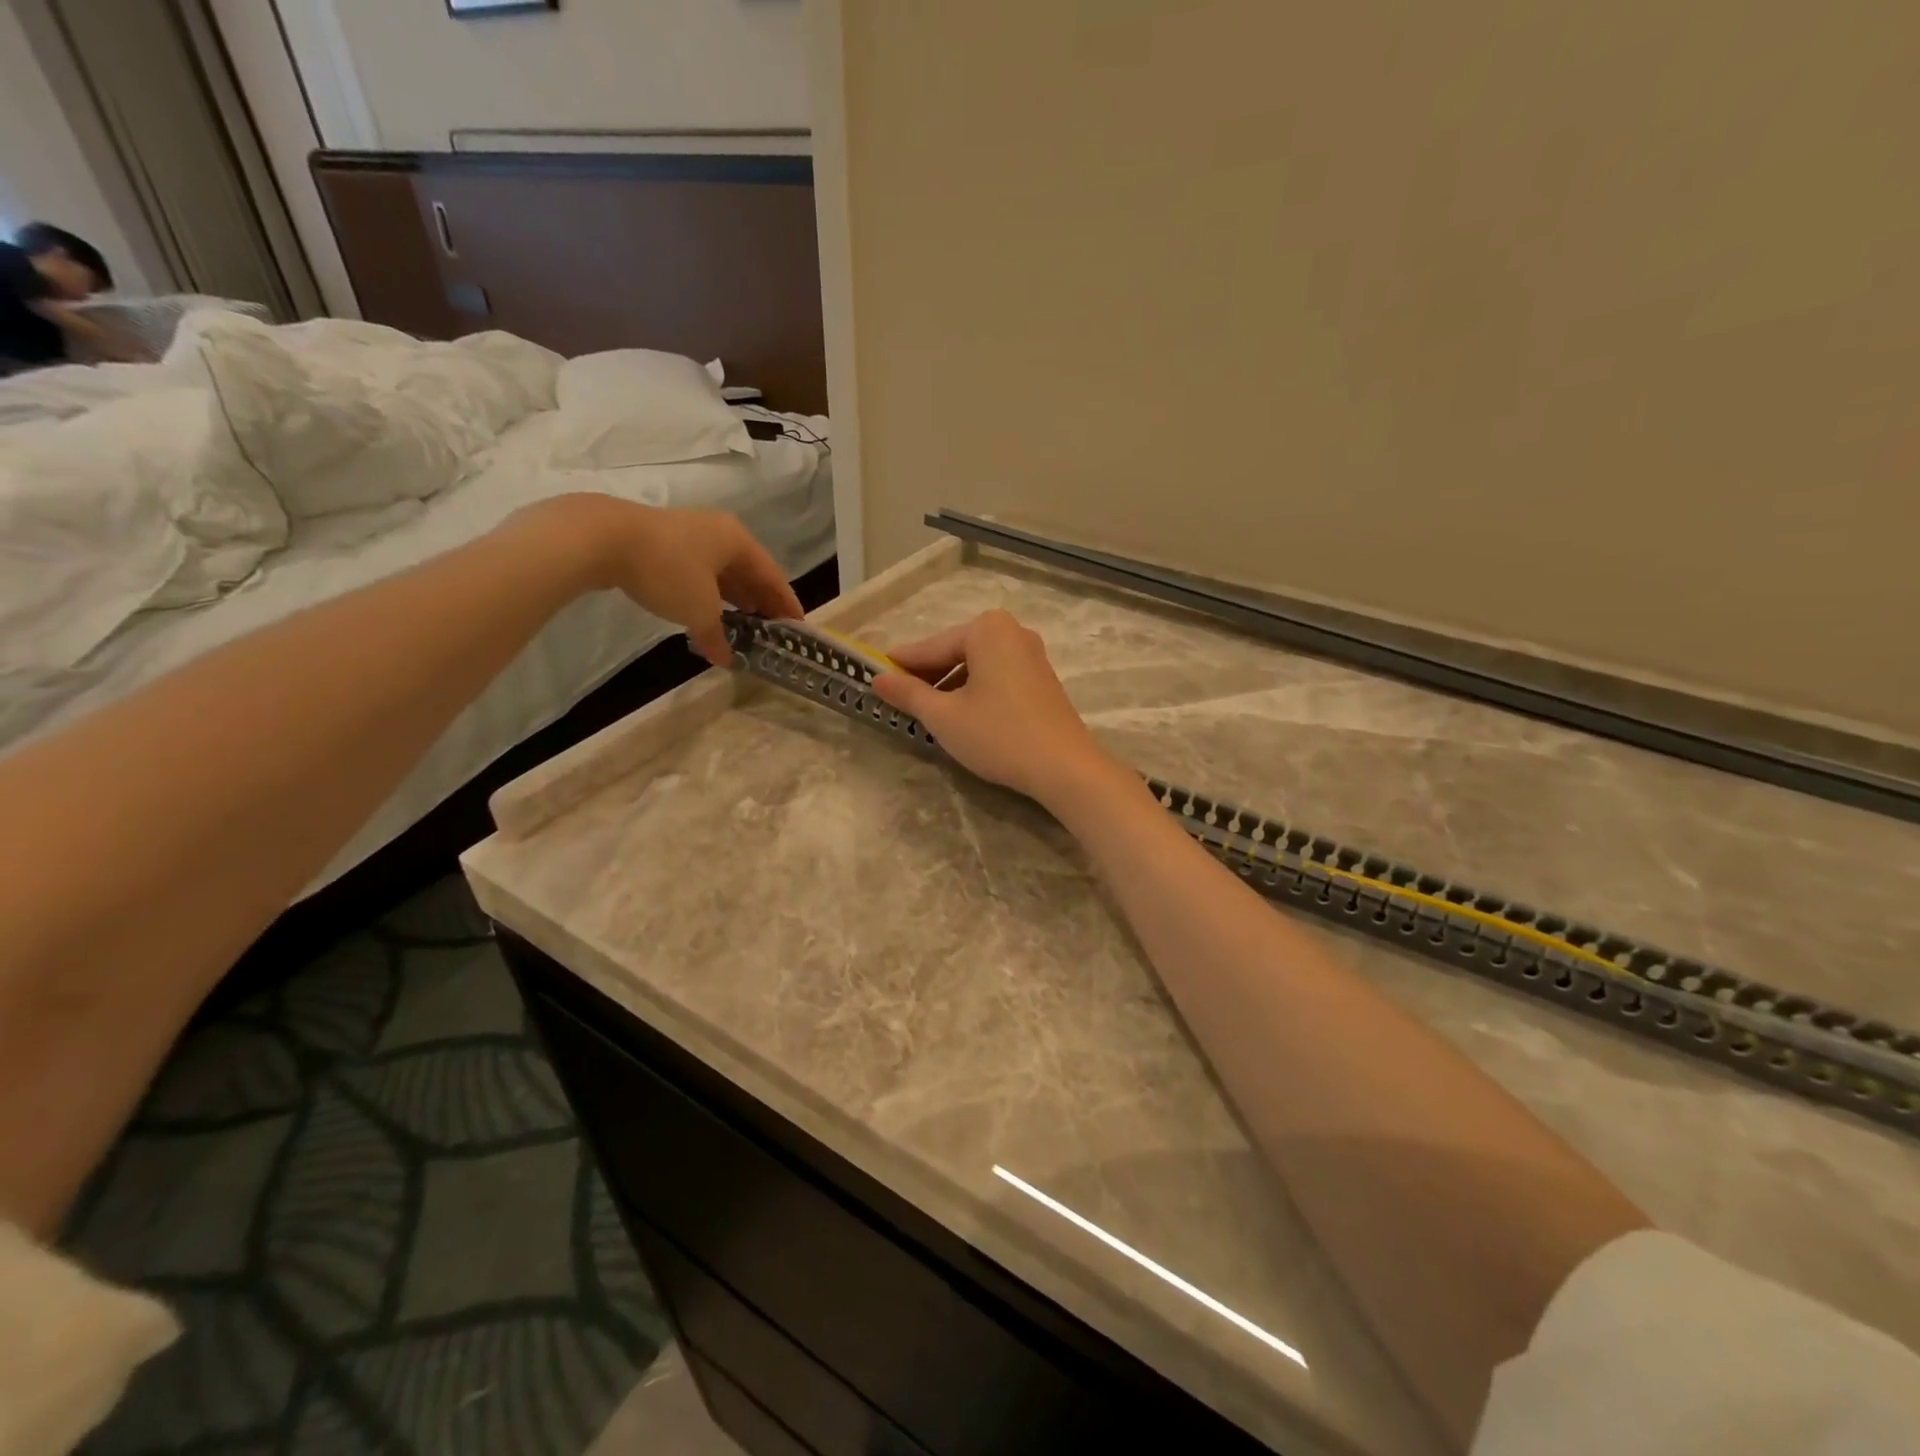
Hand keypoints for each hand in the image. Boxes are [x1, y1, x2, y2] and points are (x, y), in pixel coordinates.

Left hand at [533, 494, 802, 664]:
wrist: (603, 538)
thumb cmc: (667, 570)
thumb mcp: (699, 610)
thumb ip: (717, 636)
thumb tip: (727, 659)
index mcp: (739, 542)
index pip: (774, 577)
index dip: (787, 605)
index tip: (798, 628)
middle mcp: (721, 533)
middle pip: (751, 573)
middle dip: (762, 603)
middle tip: (772, 631)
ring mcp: (691, 536)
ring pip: (724, 573)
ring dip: (735, 600)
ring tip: (745, 626)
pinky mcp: (665, 543)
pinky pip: (701, 573)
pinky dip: (711, 595)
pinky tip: (708, 613)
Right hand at [872, 610, 1116, 803]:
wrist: (1063, 767)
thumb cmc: (998, 735)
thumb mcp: (944, 716)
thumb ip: (908, 693)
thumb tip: (878, 679)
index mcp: (986, 629)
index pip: (930, 647)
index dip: (900, 665)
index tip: (874, 676)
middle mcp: (1012, 631)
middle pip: (955, 652)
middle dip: (927, 676)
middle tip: (898, 699)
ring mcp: (1031, 654)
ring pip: (976, 665)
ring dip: (950, 685)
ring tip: (927, 712)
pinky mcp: (1042, 678)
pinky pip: (996, 675)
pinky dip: (975, 690)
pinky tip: (962, 714)